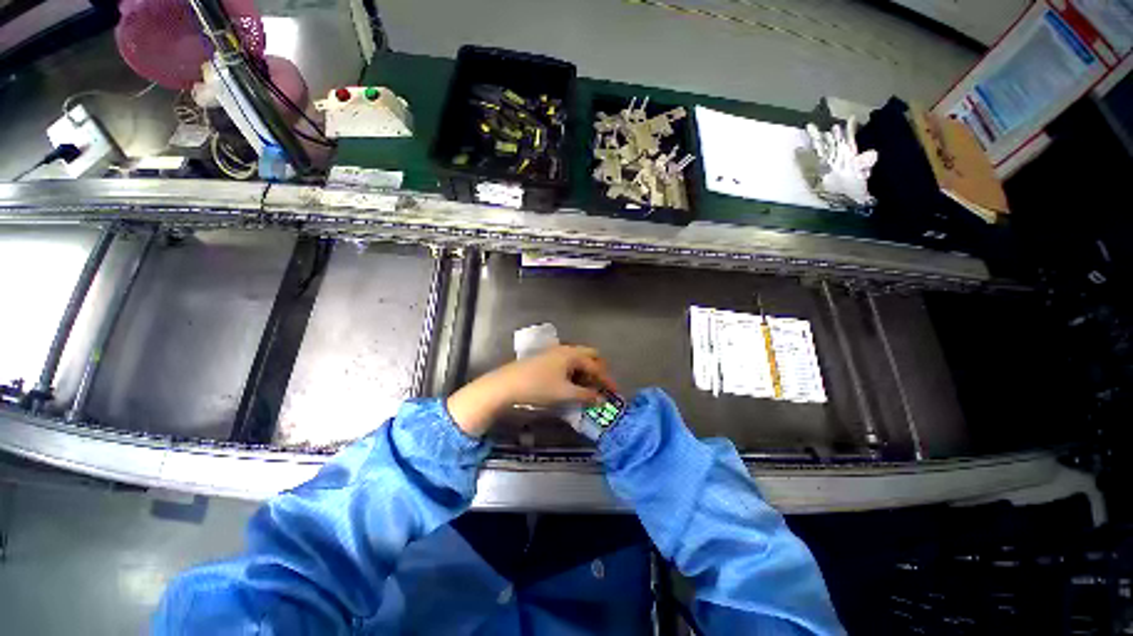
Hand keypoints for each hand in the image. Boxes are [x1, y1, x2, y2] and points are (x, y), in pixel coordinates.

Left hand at [446, 345, 616, 436]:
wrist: (506, 384)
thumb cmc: (538, 387)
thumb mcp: (564, 393)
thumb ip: (586, 395)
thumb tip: (602, 399)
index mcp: (573, 355)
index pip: (596, 366)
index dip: (607, 380)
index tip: (615, 393)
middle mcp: (566, 349)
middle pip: (590, 355)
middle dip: (599, 369)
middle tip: (602, 385)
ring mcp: (554, 352)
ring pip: (578, 358)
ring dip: (587, 371)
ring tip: (588, 388)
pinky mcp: (546, 359)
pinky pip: (568, 362)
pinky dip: (575, 371)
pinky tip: (572, 383)